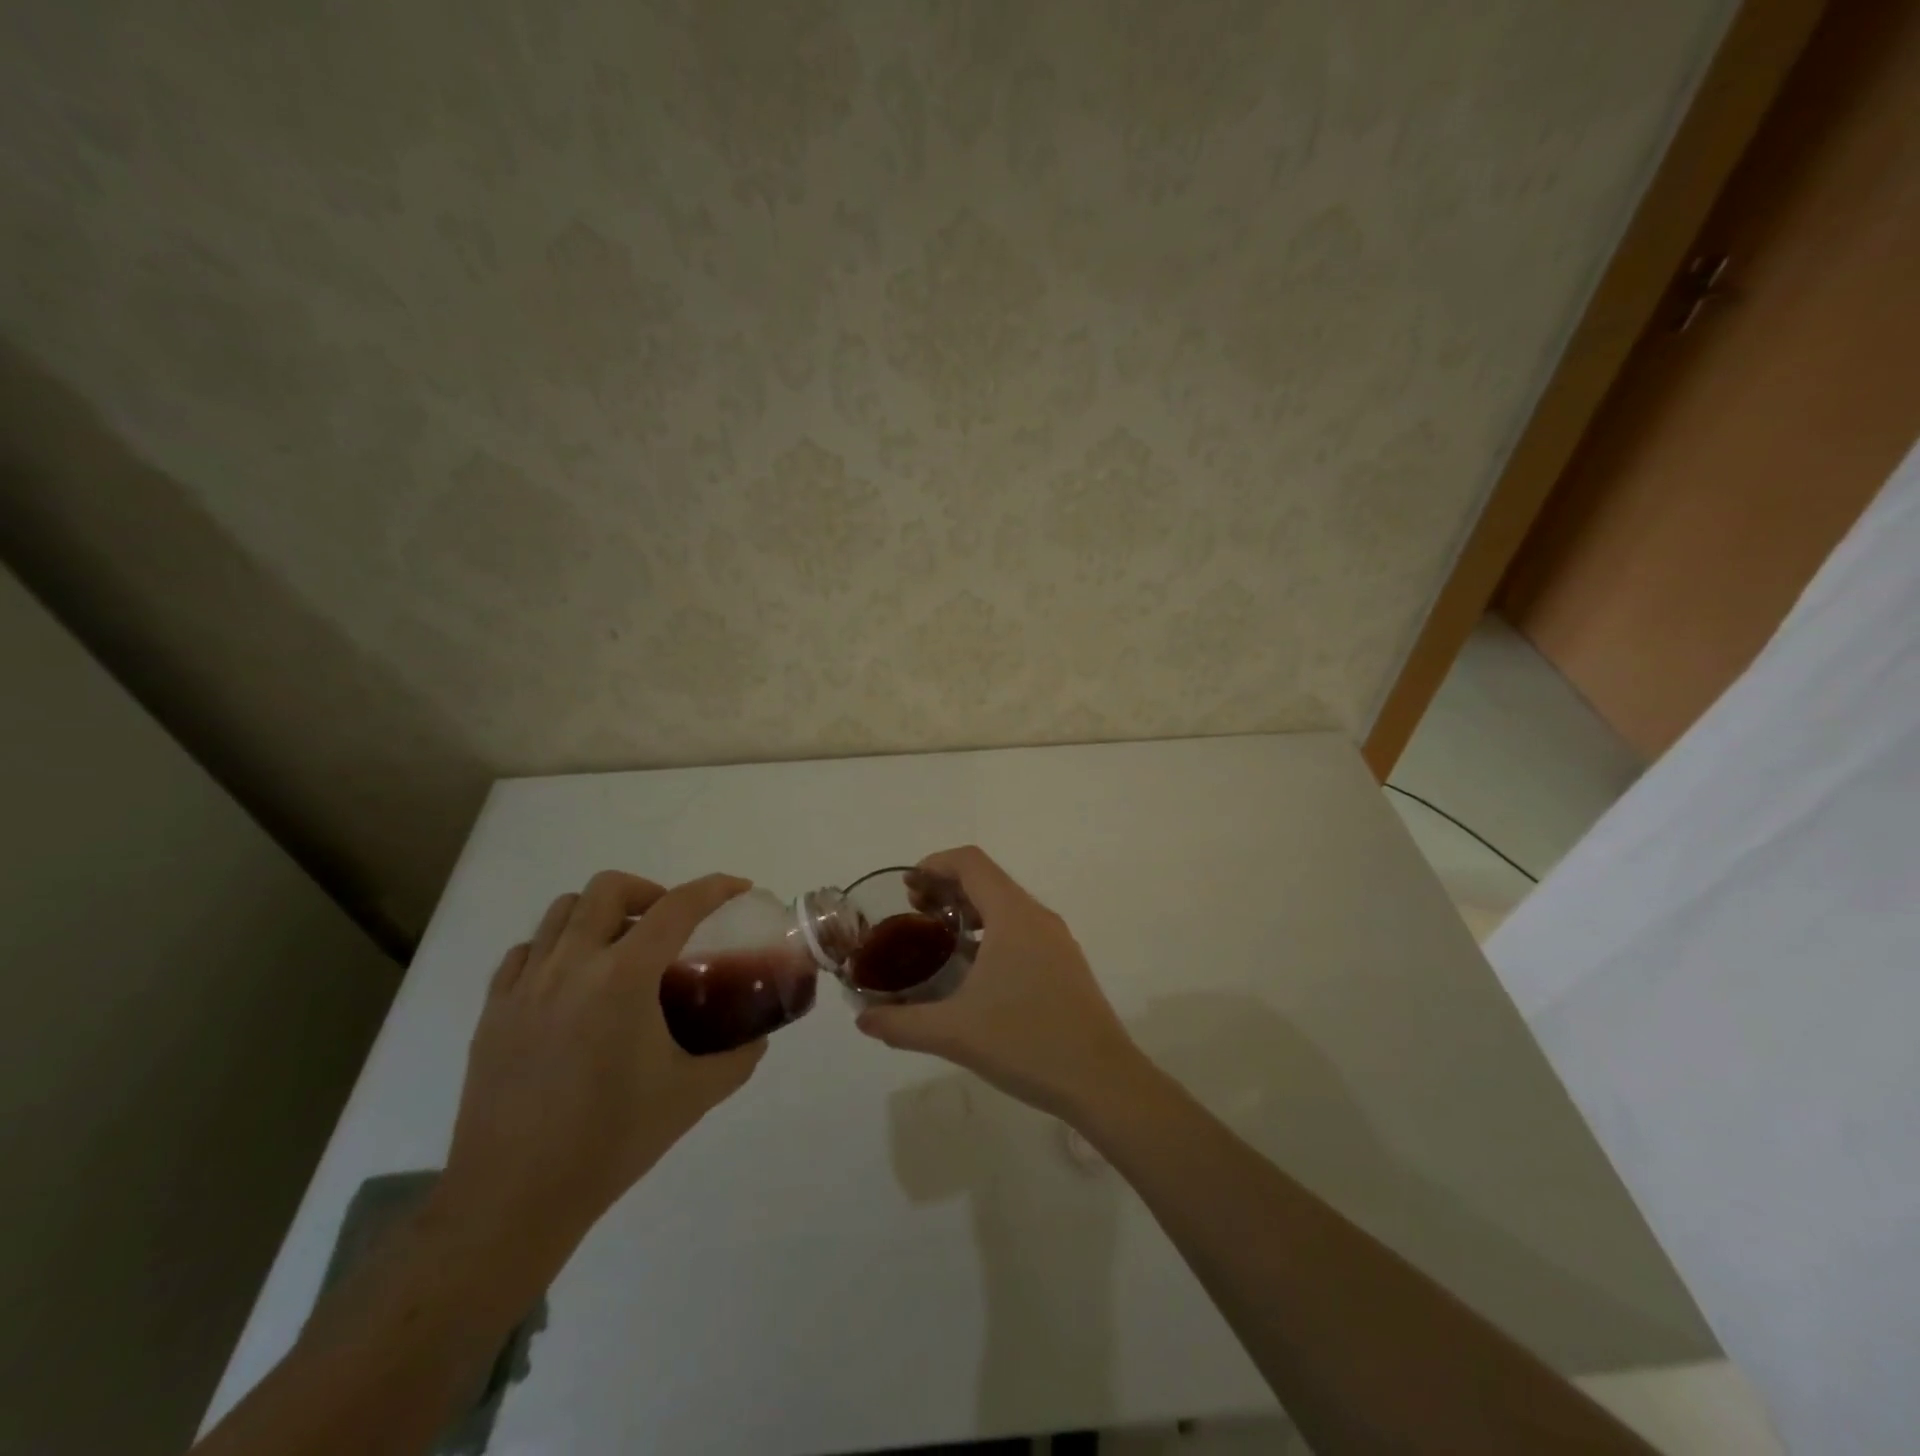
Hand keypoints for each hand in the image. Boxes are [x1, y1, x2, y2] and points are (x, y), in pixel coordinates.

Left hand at [439, 871, 762, 1257]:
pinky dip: (556, 947)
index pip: (677, 907)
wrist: (513, 1200)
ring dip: (601, 914)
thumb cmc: (611, 1141)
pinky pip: (525, 951)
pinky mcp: (493, 1011)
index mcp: (623, 977)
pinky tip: (572, 982)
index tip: (738, 888)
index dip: (714, 888)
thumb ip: (737, 1059)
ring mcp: (525, 986)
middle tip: (669, 926)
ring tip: (621, 949)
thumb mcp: (692, 1096)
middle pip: (608, 888)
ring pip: (562, 911)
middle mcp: (571, 965)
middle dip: (649, 892)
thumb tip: (758, 1038)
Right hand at [856, 846, 1144, 1118]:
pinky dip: (990, 931)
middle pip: (987, 880)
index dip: (935, 864)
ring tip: (938, 937)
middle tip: (913, 911)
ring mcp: (1056, 940)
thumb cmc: (1027, 1042)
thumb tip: (862, 1020)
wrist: (1102, 1080)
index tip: (907, 886)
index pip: (971, 863)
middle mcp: (1037, 916)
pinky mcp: (1064, 963)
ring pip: (1006, 905)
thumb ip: (902, 1024)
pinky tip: (973, 970)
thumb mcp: (954, 1033)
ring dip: (969, 910)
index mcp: (1013, 915)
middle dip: (947, 887)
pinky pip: (1021, 929)